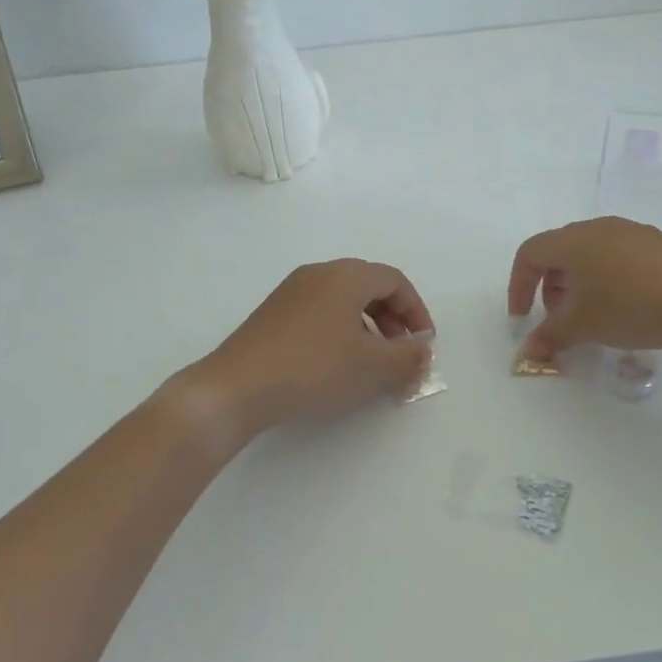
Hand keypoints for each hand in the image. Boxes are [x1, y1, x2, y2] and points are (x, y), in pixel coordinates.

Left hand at [185, 259, 434, 441]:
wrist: (237, 387)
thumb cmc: (314, 368)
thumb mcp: (372, 366)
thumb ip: (408, 357)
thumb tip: (423, 351)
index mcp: (346, 275)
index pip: (395, 281)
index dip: (417, 311)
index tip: (424, 345)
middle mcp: (319, 274)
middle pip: (369, 288)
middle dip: (393, 321)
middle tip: (401, 356)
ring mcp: (291, 292)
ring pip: (343, 302)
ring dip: (368, 329)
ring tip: (371, 366)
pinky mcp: (273, 315)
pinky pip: (320, 314)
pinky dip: (340, 333)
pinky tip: (336, 367)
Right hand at [508, 217, 661, 359]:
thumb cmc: (632, 303)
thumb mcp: (585, 325)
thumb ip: (551, 336)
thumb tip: (527, 351)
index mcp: (571, 241)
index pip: (529, 254)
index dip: (518, 286)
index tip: (523, 318)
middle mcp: (596, 228)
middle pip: (559, 253)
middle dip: (550, 288)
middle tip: (559, 320)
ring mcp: (630, 233)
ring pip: (589, 256)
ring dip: (579, 286)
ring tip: (592, 318)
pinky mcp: (657, 244)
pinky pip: (616, 258)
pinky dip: (606, 281)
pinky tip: (626, 309)